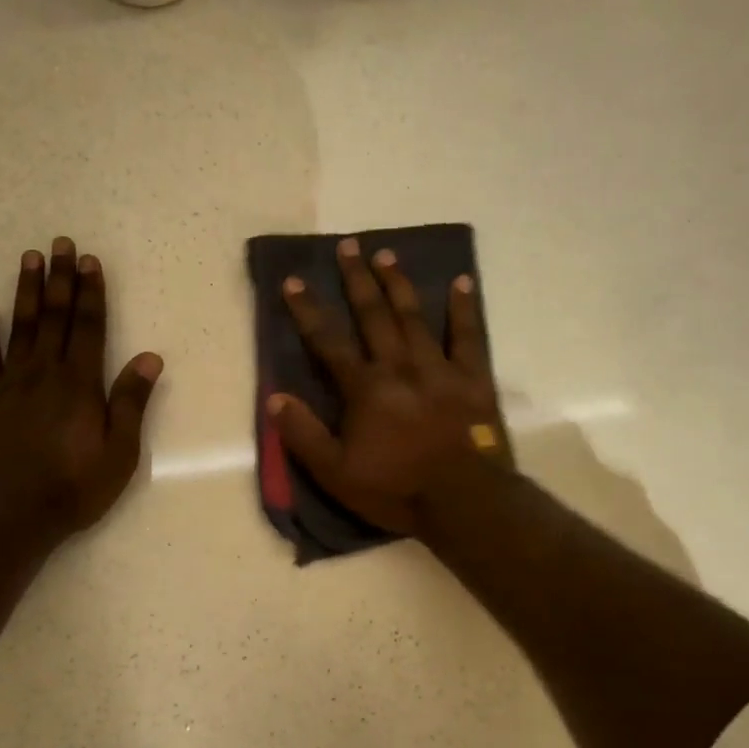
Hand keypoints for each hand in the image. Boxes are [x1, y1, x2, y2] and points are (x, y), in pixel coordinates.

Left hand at [0, 237, 162, 544]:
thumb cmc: (73, 487)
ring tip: (31, 257)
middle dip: (61, 279)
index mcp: (81, 384)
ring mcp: (10, 382)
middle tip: (62, 243)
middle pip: (55, 317)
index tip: (90, 262)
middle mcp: (45, 372)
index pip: (88, 328)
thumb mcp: (120, 452)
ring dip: (28, 290)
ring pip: (21, 325)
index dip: (91, 293)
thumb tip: (150, 358)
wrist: (9, 514)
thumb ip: (131, 402)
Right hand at [269, 238, 505, 536]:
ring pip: (415, 317)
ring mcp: (439, 369)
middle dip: (357, 280)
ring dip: (399, 284)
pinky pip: (468, 336)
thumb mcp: (336, 473)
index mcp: (365, 388)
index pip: (328, 342)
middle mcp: (399, 367)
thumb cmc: (396, 489)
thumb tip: (274, 398)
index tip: (293, 280)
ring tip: (387, 254)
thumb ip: (304, 434)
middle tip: (348, 246)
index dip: (307, 310)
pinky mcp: (473, 379)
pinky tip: (462, 281)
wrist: (463, 502)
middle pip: (374, 315)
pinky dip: (465, 308)